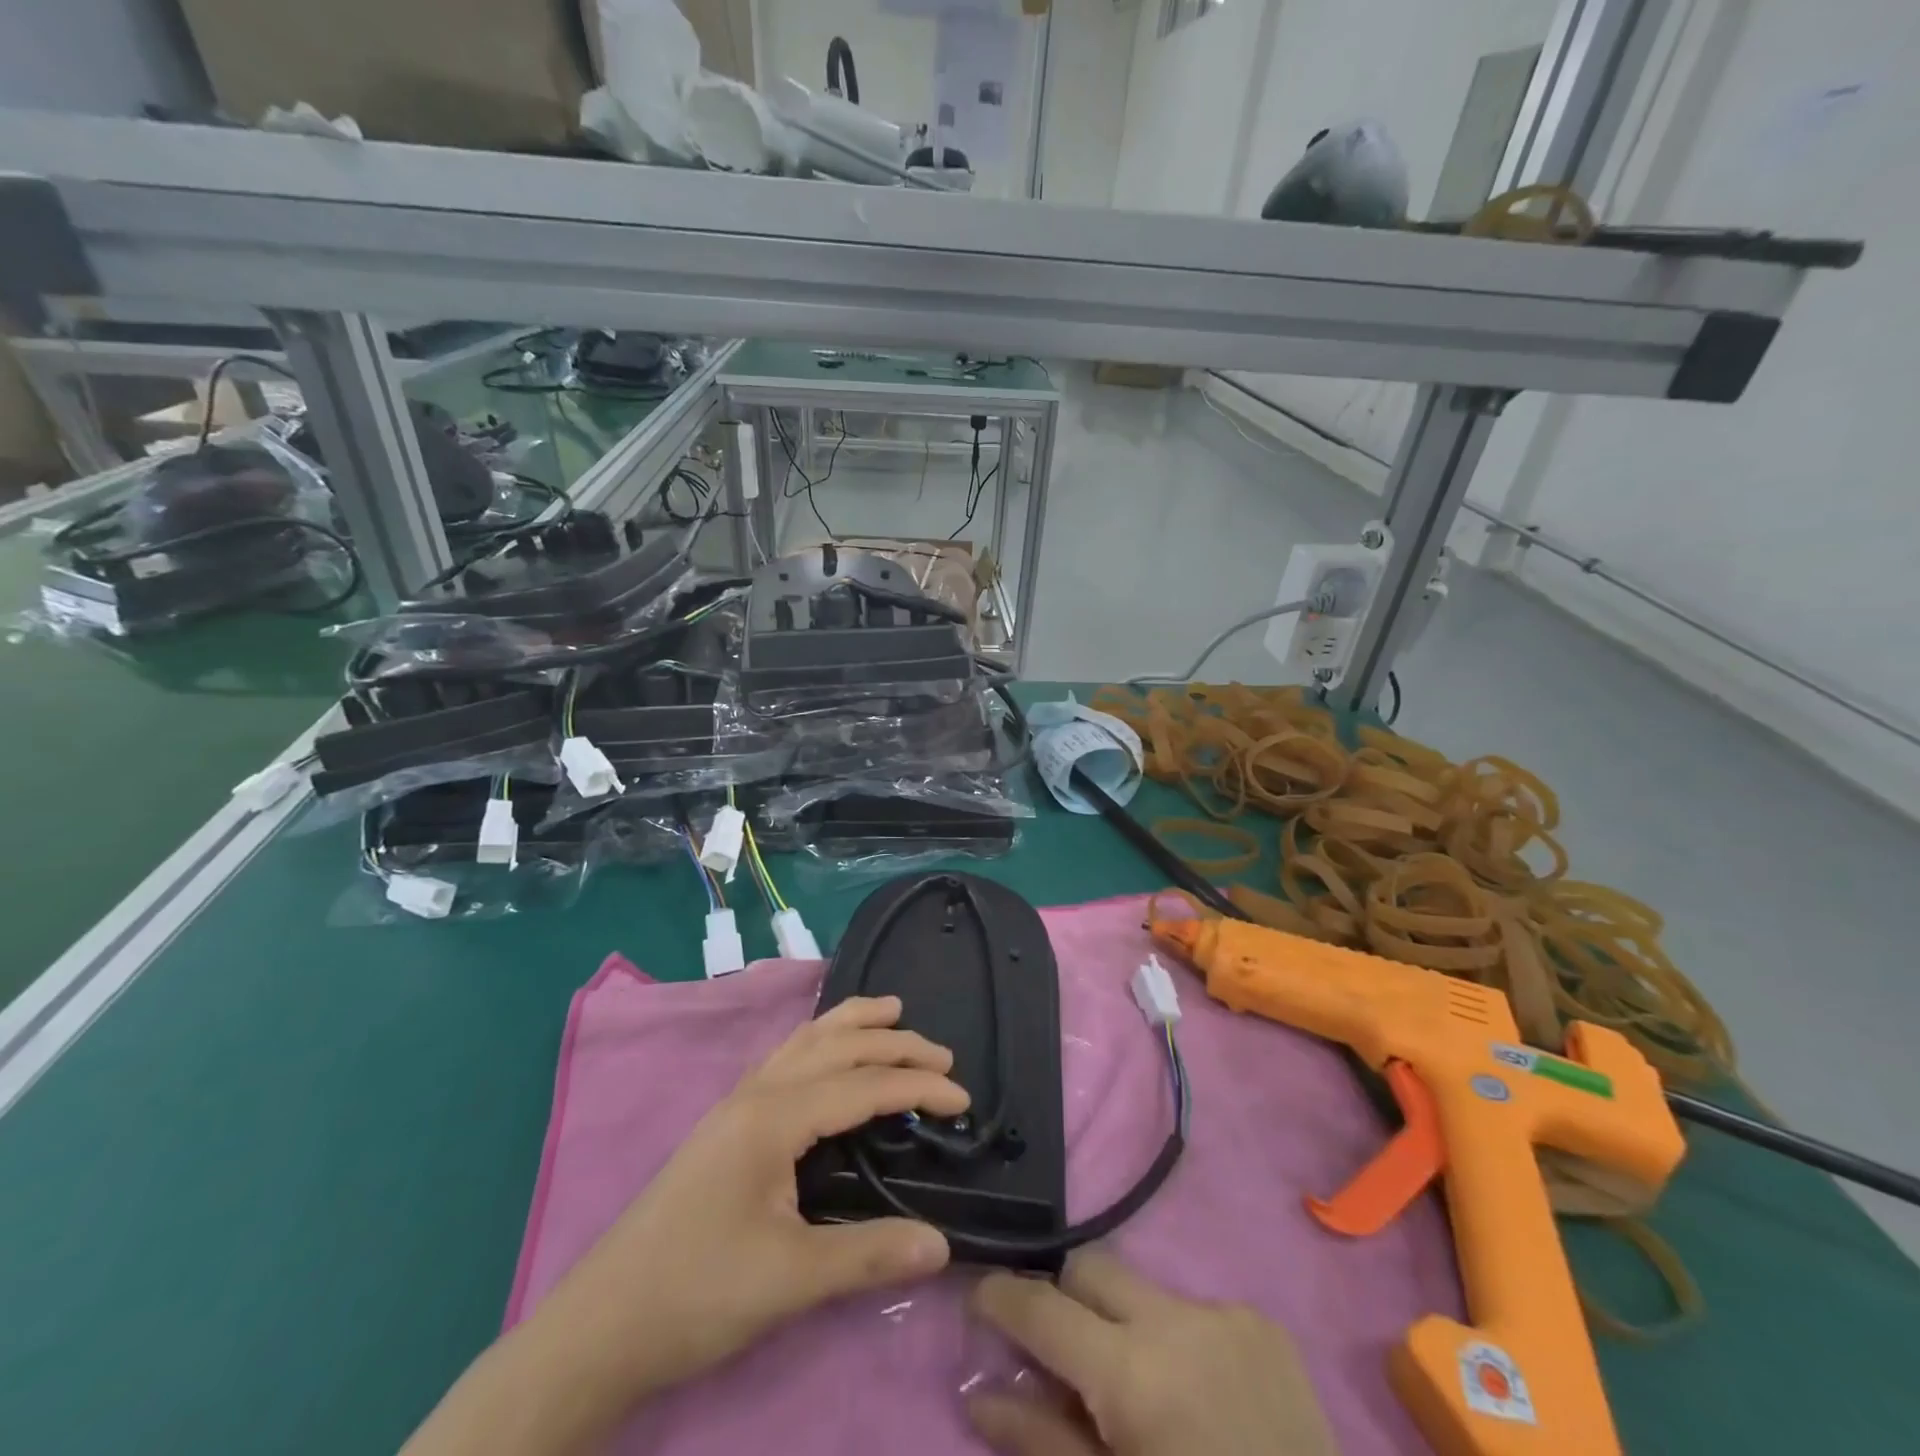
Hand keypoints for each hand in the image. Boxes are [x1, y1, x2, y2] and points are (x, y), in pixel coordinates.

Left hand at [533, 995, 966, 1402]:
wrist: (600, 1325)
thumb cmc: (696, 1294)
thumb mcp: (789, 1280)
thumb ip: (868, 1255)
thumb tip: (943, 1244)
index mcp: (773, 1117)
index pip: (862, 1086)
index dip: (917, 1087)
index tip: (963, 1099)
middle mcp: (756, 1093)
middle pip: (836, 1046)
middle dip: (893, 1043)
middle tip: (942, 1053)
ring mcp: (736, 1104)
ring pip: (804, 1040)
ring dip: (852, 1024)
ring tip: (891, 1012)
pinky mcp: (726, 1123)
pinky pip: (786, 1058)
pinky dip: (821, 1040)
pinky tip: (828, 1054)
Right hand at [968, 1251, 1338, 1455]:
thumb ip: (1041, 1441)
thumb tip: (978, 1392)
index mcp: (1132, 1374)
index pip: (1042, 1306)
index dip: (1001, 1295)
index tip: (980, 1298)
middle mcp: (1175, 1319)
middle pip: (1090, 1266)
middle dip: (1064, 1298)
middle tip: (1062, 1354)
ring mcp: (1225, 1313)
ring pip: (1143, 1289)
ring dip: (1126, 1325)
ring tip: (1145, 1394)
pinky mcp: (1264, 1323)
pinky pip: (1196, 1310)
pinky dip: (1179, 1341)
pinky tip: (1202, 1398)